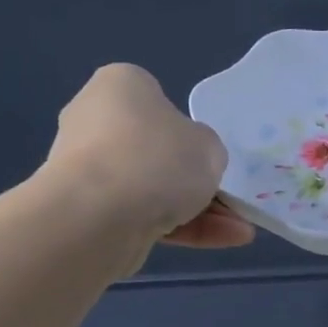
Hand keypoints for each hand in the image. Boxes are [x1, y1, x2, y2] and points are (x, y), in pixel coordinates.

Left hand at [42, 64, 255, 252]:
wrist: (99, 216)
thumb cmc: (158, 158)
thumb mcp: (209, 146)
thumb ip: (206, 150)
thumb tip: (191, 162)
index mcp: (119, 86)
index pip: (157, 101)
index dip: (187, 130)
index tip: (207, 153)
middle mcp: (94, 121)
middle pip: (156, 151)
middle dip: (194, 179)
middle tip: (230, 199)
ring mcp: (87, 170)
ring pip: (153, 189)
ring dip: (198, 210)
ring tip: (239, 231)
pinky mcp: (88, 212)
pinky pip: (143, 216)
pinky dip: (181, 228)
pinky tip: (222, 240)